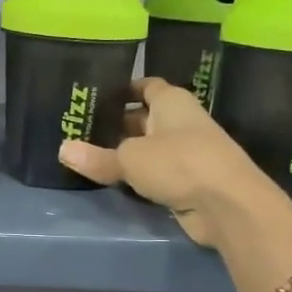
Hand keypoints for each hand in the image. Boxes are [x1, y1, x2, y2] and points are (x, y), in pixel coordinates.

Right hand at [59, 77, 282, 247]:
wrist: (228, 205)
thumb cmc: (179, 163)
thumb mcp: (130, 158)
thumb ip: (97, 157)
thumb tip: (62, 150)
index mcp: (171, 102)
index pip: (145, 86)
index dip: (123, 89)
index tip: (96, 96)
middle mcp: (181, 122)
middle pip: (144, 118)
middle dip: (117, 123)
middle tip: (81, 129)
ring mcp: (187, 153)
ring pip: (149, 148)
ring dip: (126, 153)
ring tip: (89, 155)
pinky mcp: (188, 182)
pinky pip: (156, 174)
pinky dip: (138, 177)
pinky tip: (114, 181)